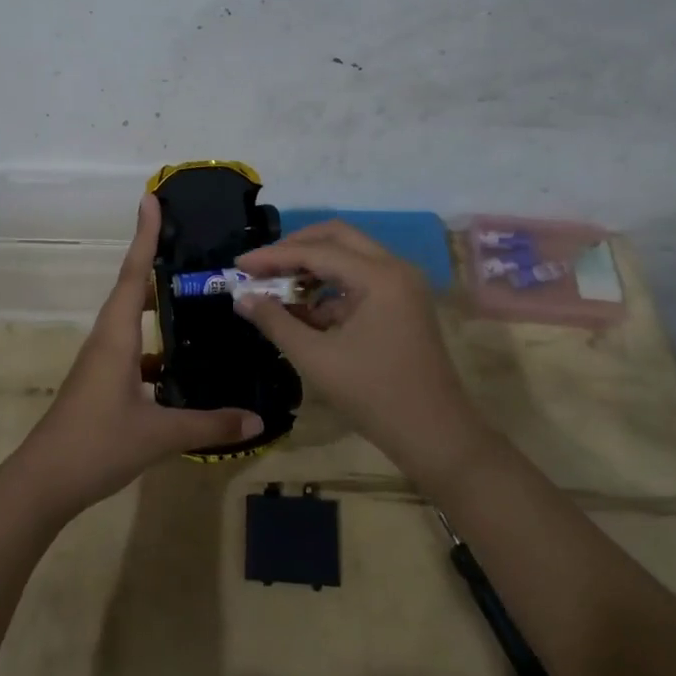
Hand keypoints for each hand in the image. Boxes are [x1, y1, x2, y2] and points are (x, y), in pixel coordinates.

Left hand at [9, 194, 264, 518]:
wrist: (42, 482)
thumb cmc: (96, 445)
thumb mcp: (159, 434)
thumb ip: (210, 424)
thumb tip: (258, 420)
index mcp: (116, 335)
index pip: (135, 272)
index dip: (145, 234)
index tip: (151, 198)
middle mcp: (107, 338)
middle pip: (133, 288)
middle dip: (156, 261)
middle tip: (191, 244)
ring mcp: (102, 361)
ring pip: (132, 318)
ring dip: (157, 302)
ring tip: (194, 293)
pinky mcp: (103, 381)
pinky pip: (133, 348)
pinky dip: (156, 343)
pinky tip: (181, 359)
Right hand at [234, 221, 485, 486]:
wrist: (436, 437)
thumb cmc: (375, 396)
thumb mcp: (316, 359)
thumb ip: (276, 322)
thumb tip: (242, 298)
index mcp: (380, 276)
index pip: (317, 251)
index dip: (273, 256)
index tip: (239, 265)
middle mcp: (395, 268)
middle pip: (336, 238)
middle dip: (295, 249)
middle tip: (261, 267)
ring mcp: (401, 285)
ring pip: (348, 257)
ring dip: (311, 268)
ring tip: (276, 289)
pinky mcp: (401, 304)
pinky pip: (359, 281)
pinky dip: (329, 290)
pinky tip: (302, 312)